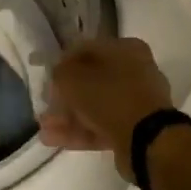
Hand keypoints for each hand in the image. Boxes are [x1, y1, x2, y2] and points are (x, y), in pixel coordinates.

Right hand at [40, 37, 175, 182]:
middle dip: (64, 95)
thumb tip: (58, 76)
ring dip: (67, 116)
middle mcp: (134, 71)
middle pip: (90, 80)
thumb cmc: (109, 97)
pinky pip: (102, 126)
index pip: (86, 49)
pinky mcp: (134, 129)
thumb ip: (60, 73)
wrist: (147, 140)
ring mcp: (136, 102)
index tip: (46, 77)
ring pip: (94, 106)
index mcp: (125, 49)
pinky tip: (53, 139)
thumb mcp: (73, 78)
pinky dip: (79, 131)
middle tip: (44, 105)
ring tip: (43, 127)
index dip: (62, 62)